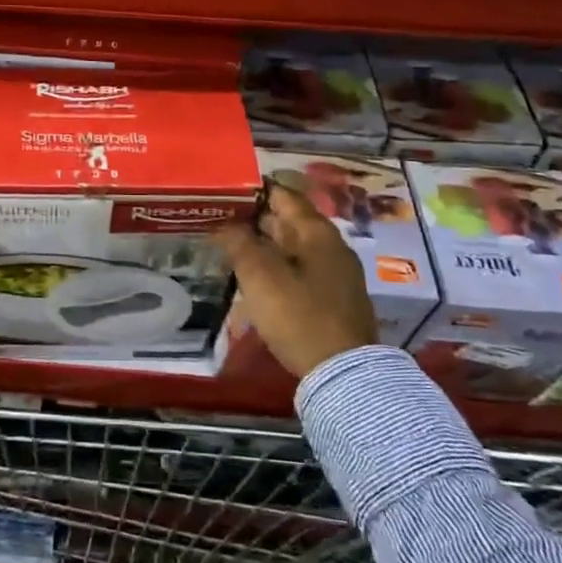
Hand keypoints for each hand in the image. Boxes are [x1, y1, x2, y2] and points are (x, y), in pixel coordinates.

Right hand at [215, 184, 377, 378]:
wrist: (343, 373)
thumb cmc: (299, 316)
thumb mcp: (260, 277)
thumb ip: (239, 243)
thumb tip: (224, 222)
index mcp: (316, 231)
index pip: (282, 194)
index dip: (252, 190)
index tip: (223, 191)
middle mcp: (330, 245)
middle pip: (288, 220)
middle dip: (253, 218)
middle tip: (218, 219)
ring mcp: (334, 272)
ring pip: (292, 246)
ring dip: (262, 244)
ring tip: (228, 247)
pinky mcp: (332, 297)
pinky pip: (298, 268)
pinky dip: (275, 265)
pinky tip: (254, 277)